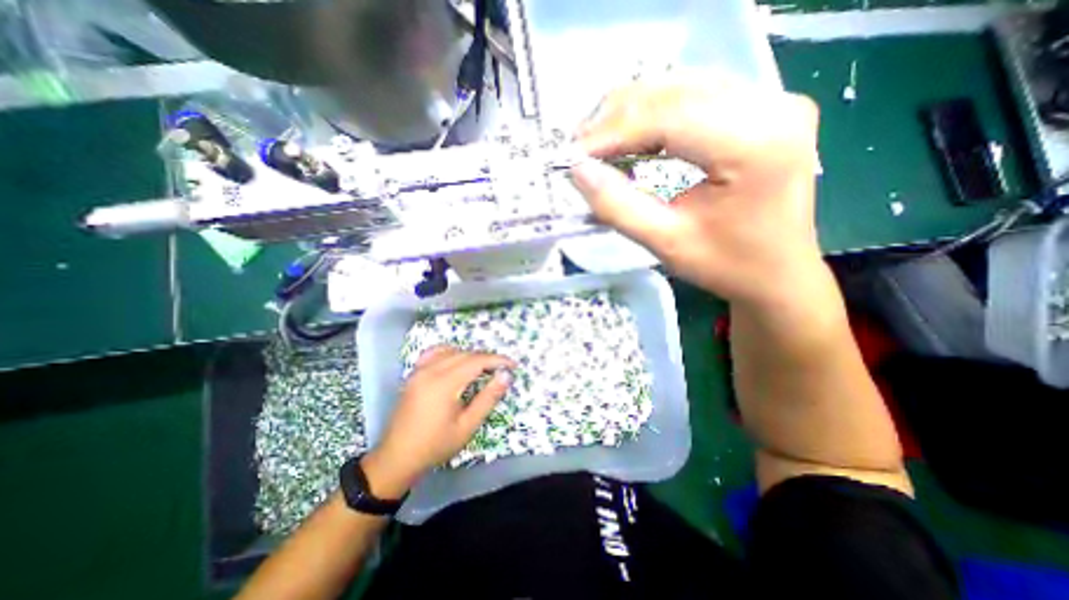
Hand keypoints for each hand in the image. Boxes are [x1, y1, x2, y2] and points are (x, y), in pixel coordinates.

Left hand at [363, 347, 518, 495]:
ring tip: (483, 367)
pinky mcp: (413, 374)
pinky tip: (456, 361)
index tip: (512, 365)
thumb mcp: (467, 426)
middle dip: (486, 358)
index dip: (497, 360)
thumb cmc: (435, 445)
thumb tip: (505, 376)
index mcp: (444, 383)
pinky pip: (434, 353)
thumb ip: (488, 398)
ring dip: (470, 355)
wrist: (397, 458)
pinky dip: (450, 352)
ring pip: (451, 351)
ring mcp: (419, 371)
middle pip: (465, 354)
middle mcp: (430, 371)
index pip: (476, 361)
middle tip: (501, 369)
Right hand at [572, 74, 818, 310]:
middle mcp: (773, 107)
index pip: (670, 117)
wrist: (777, 273)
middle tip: (582, 149)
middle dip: (619, 118)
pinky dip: (656, 114)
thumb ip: (618, 207)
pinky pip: (697, 97)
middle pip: (676, 92)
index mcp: (756, 145)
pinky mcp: (764, 109)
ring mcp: (774, 102)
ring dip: (634, 113)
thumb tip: (578, 171)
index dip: (614, 132)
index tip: (575, 154)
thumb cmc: (726, 265)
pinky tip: (633, 137)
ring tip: (600, 143)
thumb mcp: (666, 243)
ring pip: (683, 88)